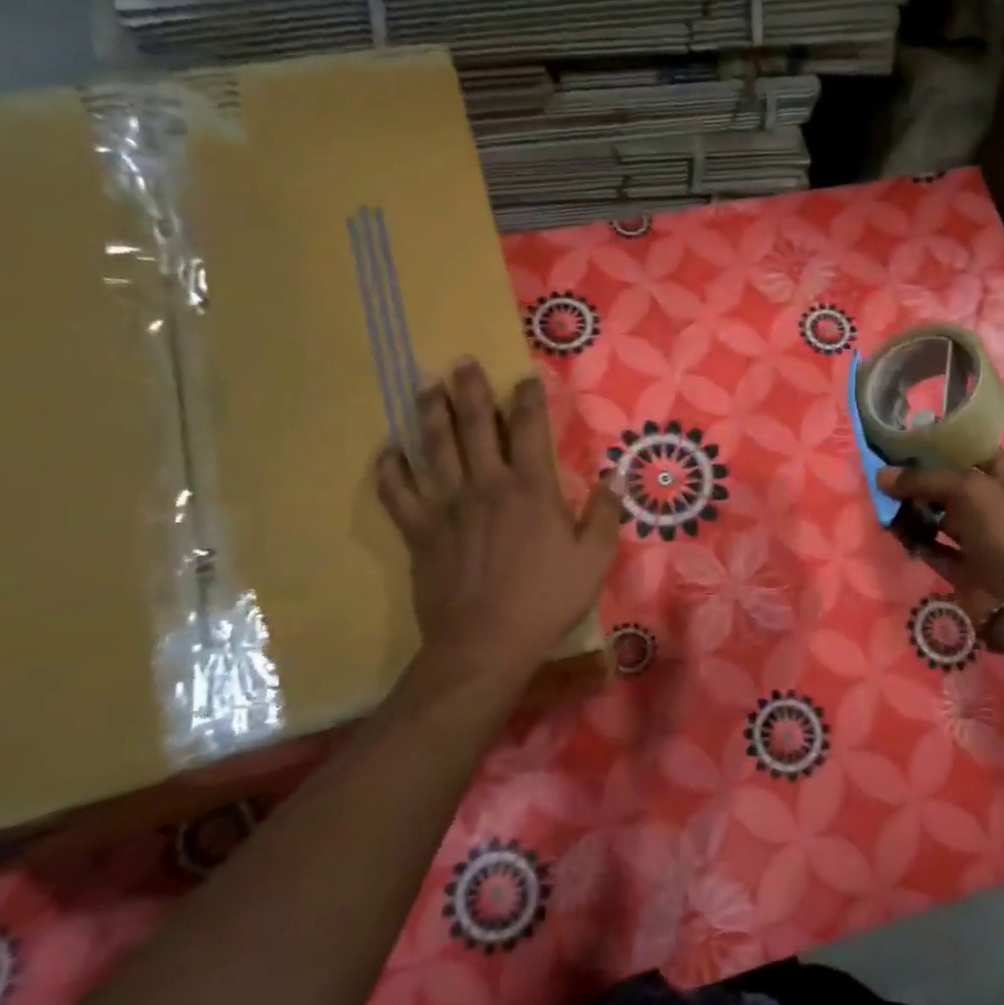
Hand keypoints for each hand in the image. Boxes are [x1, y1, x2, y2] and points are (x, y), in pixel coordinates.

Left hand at [376, 359, 620, 686]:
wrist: (486, 642)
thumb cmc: (546, 600)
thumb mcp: (593, 559)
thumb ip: (603, 513)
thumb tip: (615, 476)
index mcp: (530, 489)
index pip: (529, 428)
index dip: (528, 398)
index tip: (526, 378)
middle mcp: (485, 484)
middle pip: (474, 424)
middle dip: (470, 389)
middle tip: (463, 362)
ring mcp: (446, 504)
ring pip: (433, 446)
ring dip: (430, 412)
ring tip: (426, 386)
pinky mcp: (418, 530)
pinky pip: (396, 491)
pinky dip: (390, 468)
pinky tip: (389, 452)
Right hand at [880, 452, 1003, 625]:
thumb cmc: (1001, 527)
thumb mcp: (966, 488)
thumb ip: (921, 479)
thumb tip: (880, 475)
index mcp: (1000, 473)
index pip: (965, 449)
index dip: (935, 443)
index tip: (900, 440)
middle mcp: (986, 500)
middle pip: (944, 481)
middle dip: (915, 477)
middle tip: (881, 471)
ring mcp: (973, 533)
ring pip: (934, 513)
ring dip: (909, 508)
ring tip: (881, 501)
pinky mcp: (958, 563)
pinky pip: (928, 545)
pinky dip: (912, 538)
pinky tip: (892, 529)